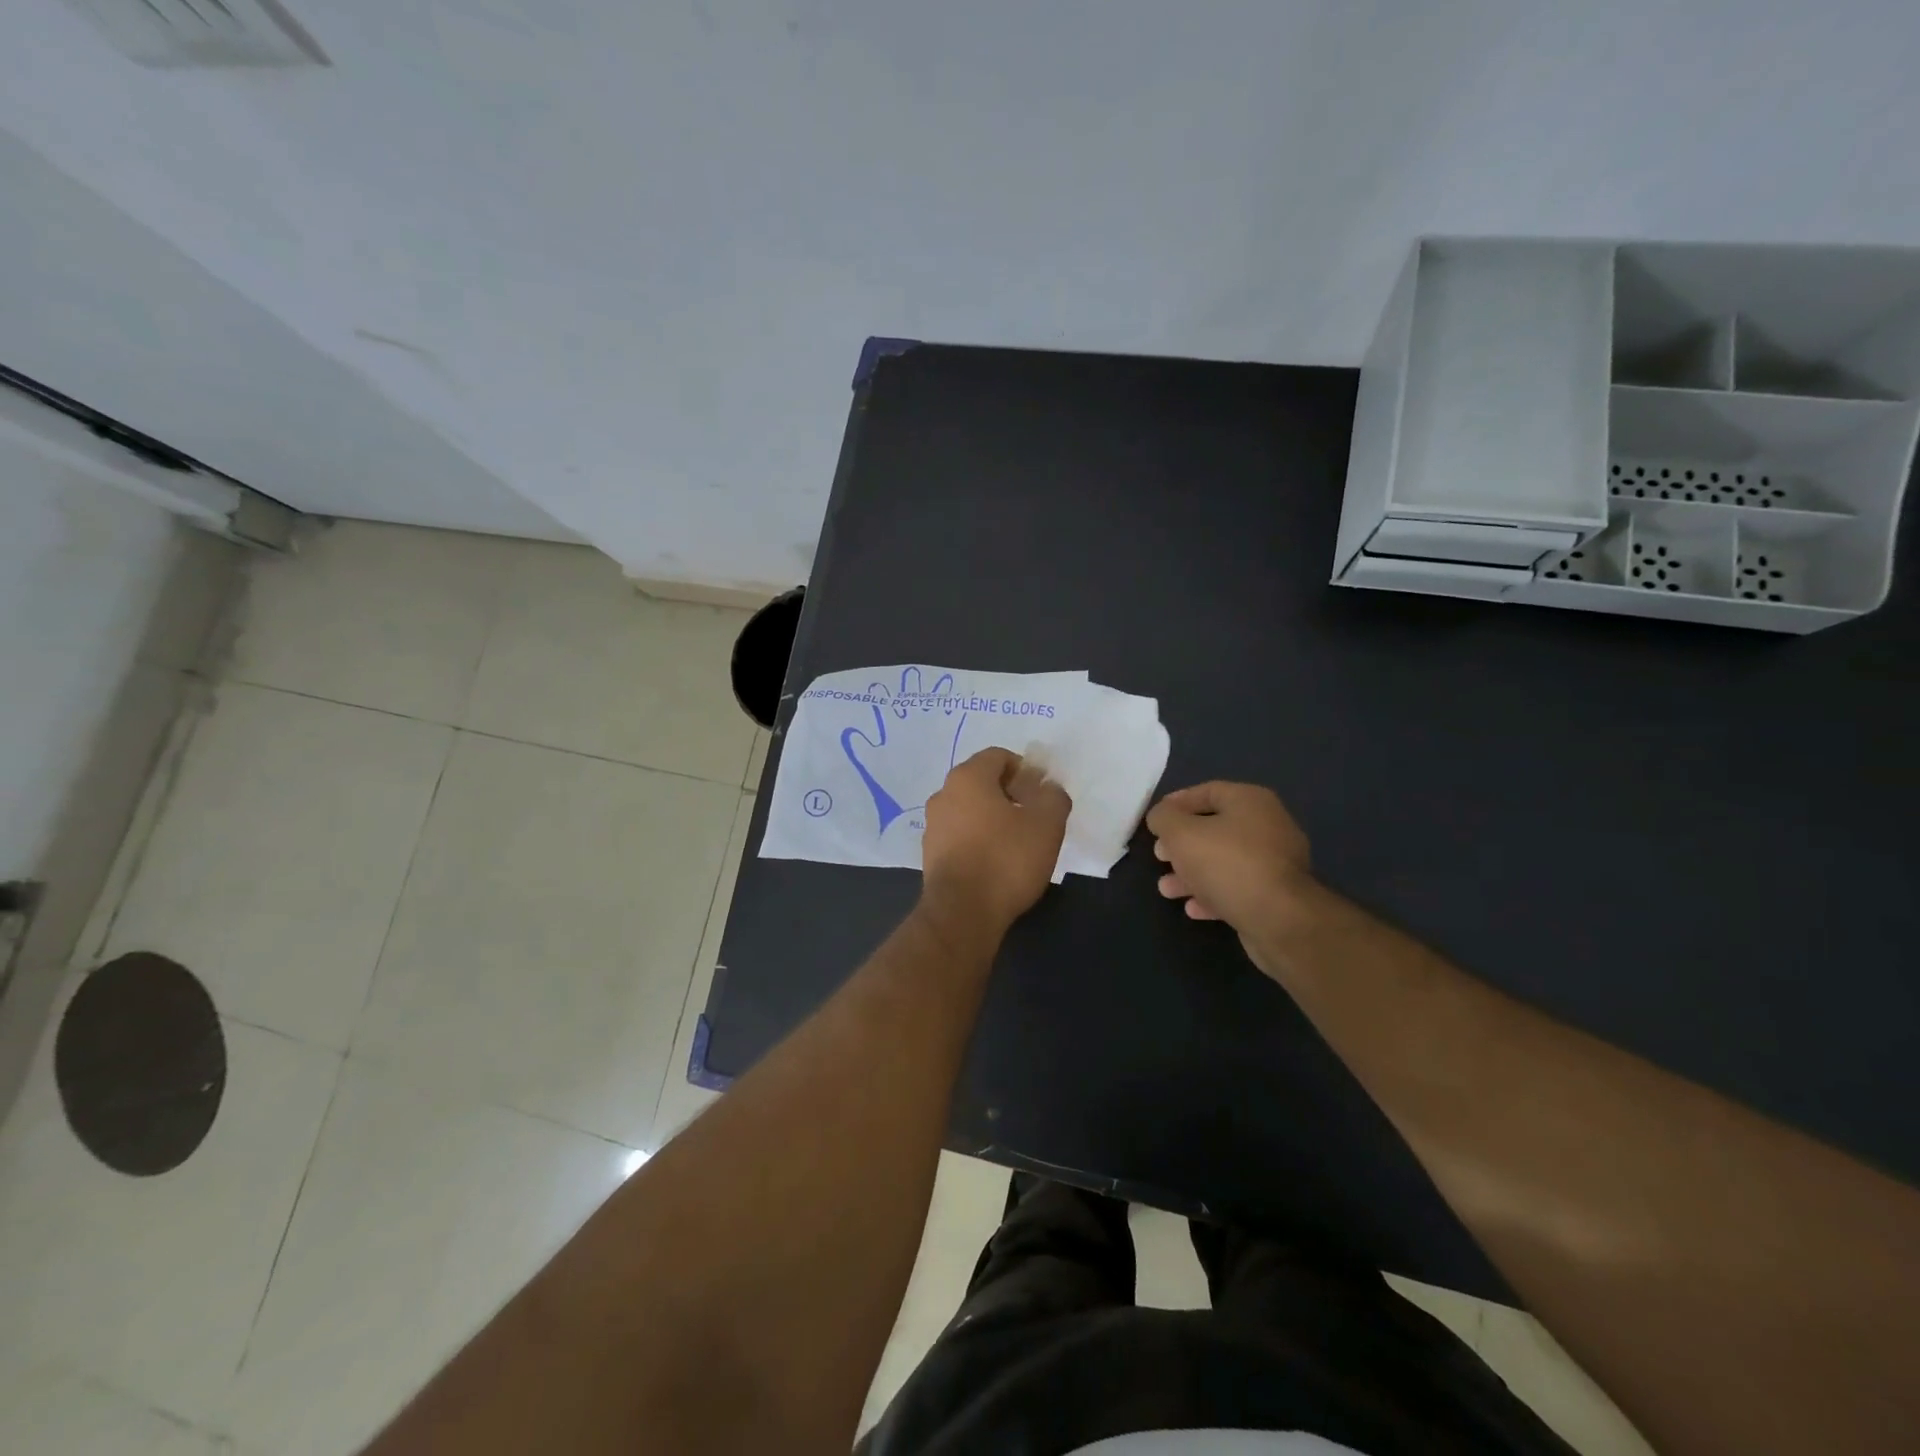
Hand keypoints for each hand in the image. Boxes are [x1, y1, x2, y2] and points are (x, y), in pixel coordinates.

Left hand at [920, 748, 1070, 932]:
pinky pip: (960, 835)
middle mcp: (943, 794)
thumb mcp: (1047, 824)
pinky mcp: (930, 854)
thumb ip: (1053, 796)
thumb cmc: (1006, 859)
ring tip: (1018, 844)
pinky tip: (997, 863)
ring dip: (994, 818)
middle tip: (1034, 818)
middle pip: (982, 782)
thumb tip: (1049, 789)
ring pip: (970, 810)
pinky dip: (979, 840)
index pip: (999, 756)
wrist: (962, 913)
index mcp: (967, 777)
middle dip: (1010, 794)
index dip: (1025, 770)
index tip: (1041, 795)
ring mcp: (933, 825)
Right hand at [1146, 783, 1313, 950]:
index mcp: (1250, 801)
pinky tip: (1193, 908)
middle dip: (1181, 844)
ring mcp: (1276, 862)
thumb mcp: (1180, 833)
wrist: (1279, 919)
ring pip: (1223, 861)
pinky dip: (1213, 894)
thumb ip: (1164, 818)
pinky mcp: (1277, 895)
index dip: (1177, 803)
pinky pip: (1238, 887)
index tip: (1155, 820)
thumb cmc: (1227, 863)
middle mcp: (1268, 826)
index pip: (1207, 791)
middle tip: (1159, 855)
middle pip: (1214, 828)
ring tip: (1166, 889)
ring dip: (1191, 874)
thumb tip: (1161, 817)